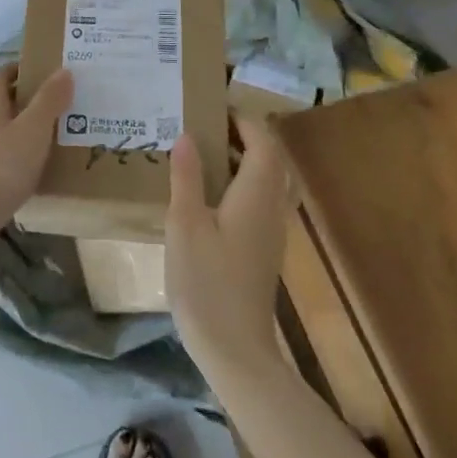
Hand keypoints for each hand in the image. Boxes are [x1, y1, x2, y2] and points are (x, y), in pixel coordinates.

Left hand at [0, 66, 73, 242]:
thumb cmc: (3, 165)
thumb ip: (49, 100)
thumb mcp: (34, 129)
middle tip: (38, 98)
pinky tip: (20, 159)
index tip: (40, 73)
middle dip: (10, 92)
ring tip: (34, 129)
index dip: (17, 69)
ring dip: (6, 119)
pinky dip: (2, 144)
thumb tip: (64, 70)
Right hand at [166, 114, 298, 379]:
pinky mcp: (263, 248)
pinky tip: (209, 194)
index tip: (212, 106)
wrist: (235, 350)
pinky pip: (260, 200)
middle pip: (270, 158)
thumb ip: (187, 177)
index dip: (243, 119)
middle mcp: (272, 207)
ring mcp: (271, 230)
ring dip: (243, 159)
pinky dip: (241, 183)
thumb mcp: (185, 225)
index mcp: (257, 194)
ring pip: (267, 180)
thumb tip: (187, 135)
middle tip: (204, 126)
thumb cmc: (207, 283)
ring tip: (204, 152)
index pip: (263, 141)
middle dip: (243, 135)